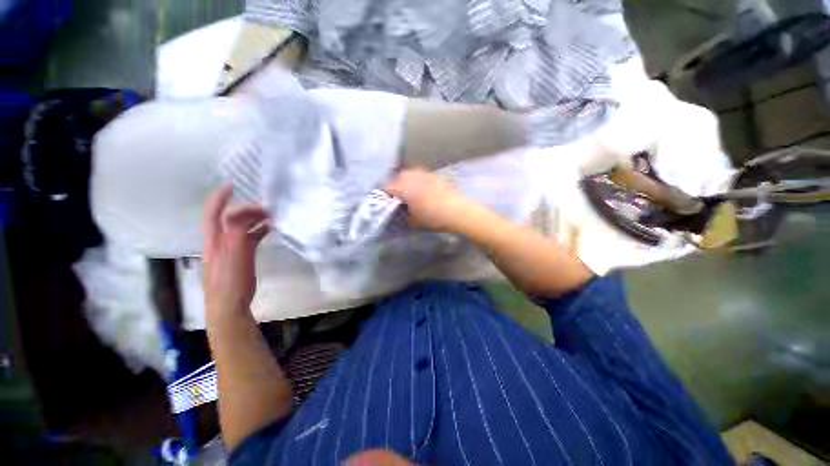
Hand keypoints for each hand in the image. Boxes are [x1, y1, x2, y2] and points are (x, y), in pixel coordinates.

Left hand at [202, 186, 270, 315]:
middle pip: (231, 219)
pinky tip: (270, 230)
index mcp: (214, 239)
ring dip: (255, 220)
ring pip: (242, 229)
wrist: (229, 306)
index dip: (220, 198)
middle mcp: (220, 242)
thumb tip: (242, 210)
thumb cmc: (230, 280)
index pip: (213, 213)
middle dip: (247, 210)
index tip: (232, 185)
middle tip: (268, 207)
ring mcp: (231, 250)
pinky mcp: (241, 258)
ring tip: (273, 216)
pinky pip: (250, 238)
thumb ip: (236, 230)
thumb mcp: (233, 253)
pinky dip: (259, 231)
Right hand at [384, 168, 472, 233]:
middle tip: (394, 197)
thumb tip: (395, 214)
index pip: (386, 186)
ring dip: (405, 181)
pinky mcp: (435, 176)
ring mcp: (425, 174)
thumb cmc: (433, 218)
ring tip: (407, 192)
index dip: (382, 194)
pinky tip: (421, 189)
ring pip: (409, 174)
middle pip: (397, 177)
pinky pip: (421, 175)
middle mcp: (413, 176)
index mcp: (404, 187)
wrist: (458, 212)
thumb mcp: (413, 222)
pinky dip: (417, 180)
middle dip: (393, 186)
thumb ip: (401, 216)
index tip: (381, 201)